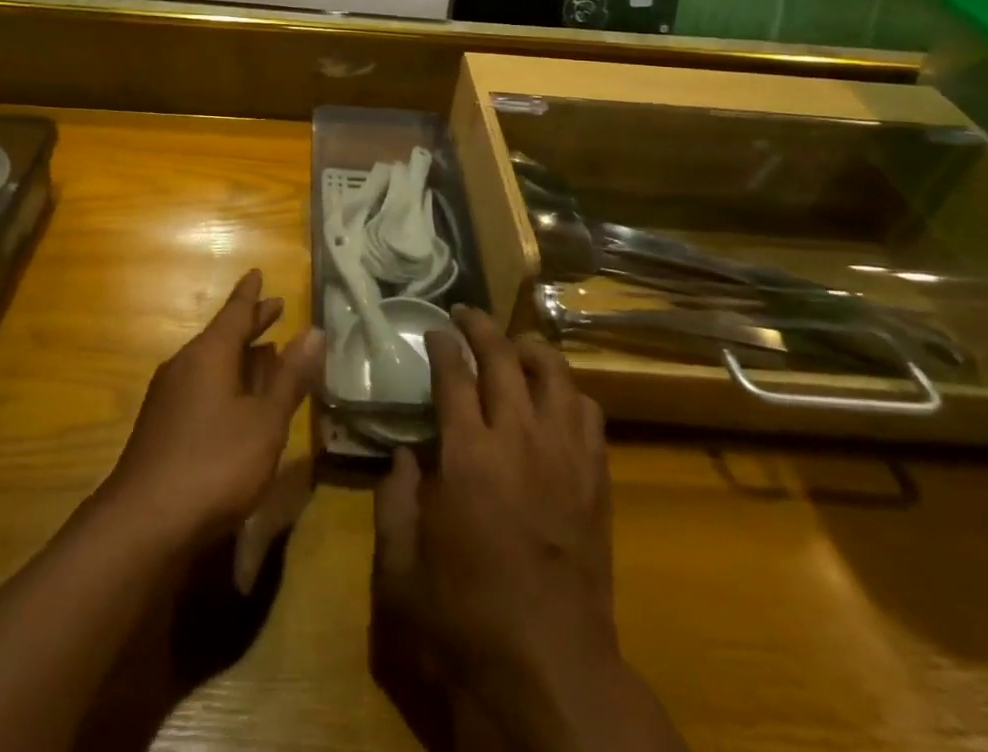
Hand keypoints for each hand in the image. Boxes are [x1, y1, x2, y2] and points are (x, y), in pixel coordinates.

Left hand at [101, 269, 324, 551]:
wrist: (143, 524)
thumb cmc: (214, 464)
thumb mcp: (265, 422)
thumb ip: (289, 378)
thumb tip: (313, 331)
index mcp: (209, 353)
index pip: (235, 312)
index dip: (251, 295)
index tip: (258, 272)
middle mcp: (185, 364)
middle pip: (222, 335)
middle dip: (249, 323)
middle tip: (274, 308)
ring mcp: (168, 396)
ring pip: (210, 362)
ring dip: (238, 355)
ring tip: (262, 352)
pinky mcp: (161, 425)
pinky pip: (199, 385)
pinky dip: (224, 380)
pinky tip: (234, 400)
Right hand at [373, 307, 684, 751]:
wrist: (551, 674)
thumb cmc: (464, 621)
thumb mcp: (400, 570)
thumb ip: (393, 502)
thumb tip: (402, 456)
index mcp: (467, 455)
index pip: (454, 375)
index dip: (443, 345)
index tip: (434, 329)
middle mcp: (518, 440)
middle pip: (505, 359)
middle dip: (482, 328)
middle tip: (466, 315)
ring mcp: (564, 457)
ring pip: (554, 375)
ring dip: (531, 349)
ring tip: (514, 345)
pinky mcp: (595, 480)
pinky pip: (589, 414)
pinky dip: (570, 392)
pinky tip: (555, 398)